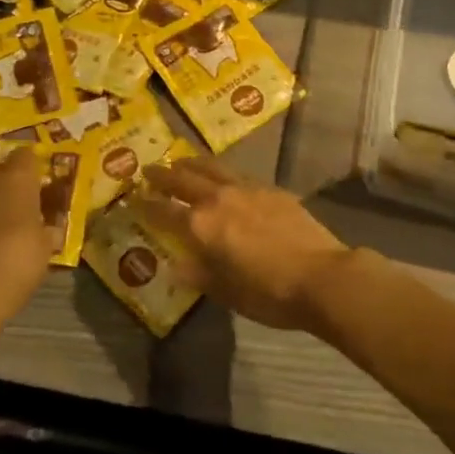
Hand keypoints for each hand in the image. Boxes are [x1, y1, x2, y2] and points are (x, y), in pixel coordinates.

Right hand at [132, 161, 353, 329]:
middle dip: (164, 174)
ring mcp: (247, 189)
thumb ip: (200, 275)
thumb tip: (177, 266)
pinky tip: (224, 176)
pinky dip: (221, 171)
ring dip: (192, 163)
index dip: (147, 204)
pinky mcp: (271, 188)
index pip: (165, 210)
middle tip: (149, 169)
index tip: (133, 197)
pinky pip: (237, 174)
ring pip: (212, 167)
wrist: (320, 275)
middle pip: (184, 179)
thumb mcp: (227, 292)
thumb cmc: (269, 293)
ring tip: (181, 160)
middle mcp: (219, 199)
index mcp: (202, 226)